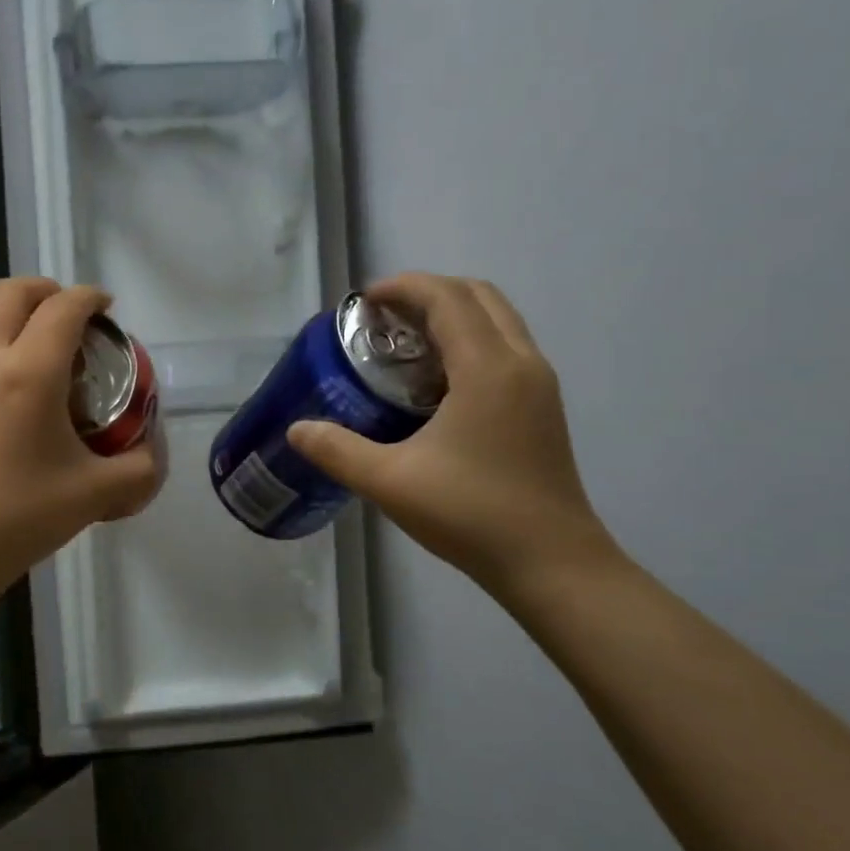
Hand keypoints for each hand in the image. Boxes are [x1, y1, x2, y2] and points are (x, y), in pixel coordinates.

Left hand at [0, 277, 162, 595]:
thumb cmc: (22, 516)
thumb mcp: (98, 494)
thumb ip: (140, 468)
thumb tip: (150, 451)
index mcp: (29, 372)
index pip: (63, 308)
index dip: (90, 298)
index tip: (106, 308)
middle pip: (12, 292)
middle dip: (46, 292)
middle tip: (69, 317)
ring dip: (6, 316)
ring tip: (27, 346)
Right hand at [287, 274, 615, 594]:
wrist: (552, 563)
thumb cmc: (471, 514)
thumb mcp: (389, 482)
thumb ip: (337, 450)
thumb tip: (297, 429)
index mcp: (488, 369)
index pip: (447, 298)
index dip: (403, 287)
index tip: (364, 301)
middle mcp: (521, 362)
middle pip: (478, 295)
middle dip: (428, 292)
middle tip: (383, 317)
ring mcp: (538, 385)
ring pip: (497, 320)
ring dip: (452, 314)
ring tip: (405, 344)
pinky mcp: (543, 407)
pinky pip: (505, 347)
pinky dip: (470, 340)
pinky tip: (436, 383)